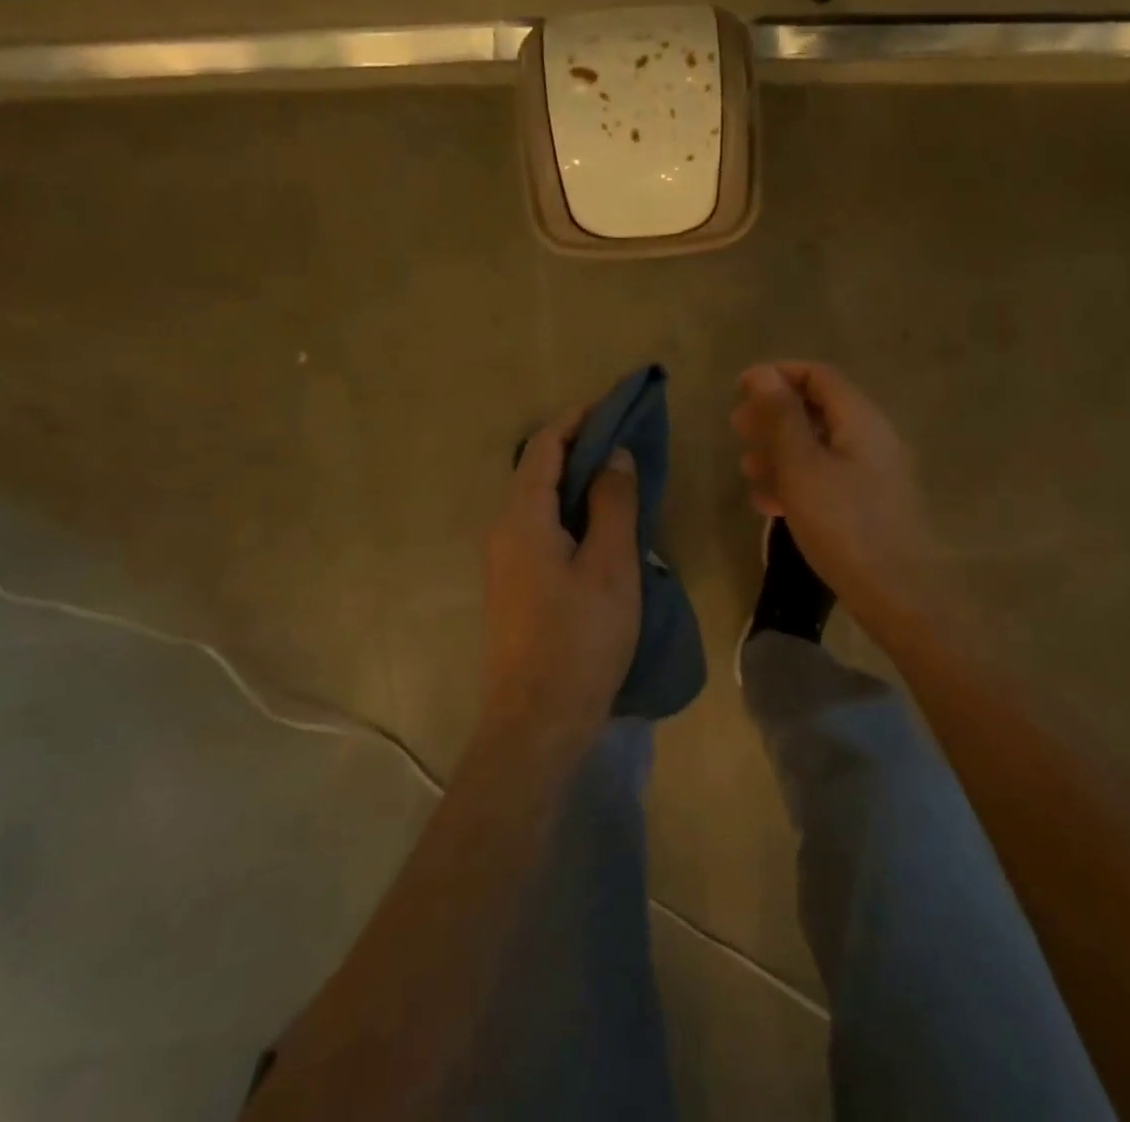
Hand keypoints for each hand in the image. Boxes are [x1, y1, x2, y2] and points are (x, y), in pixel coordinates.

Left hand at [481, 405, 640, 751]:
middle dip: (580, 450)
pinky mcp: (513, 588)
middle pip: (539, 472)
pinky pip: (541, 531)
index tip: (613, 406)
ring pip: (541, 504)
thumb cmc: (579, 639)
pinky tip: (601, 531)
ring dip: (577, 485)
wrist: (535, 723)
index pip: (545, 446)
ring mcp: (503, 562)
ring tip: (621, 483)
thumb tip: (614, 455)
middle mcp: (503, 530)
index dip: (577, 420)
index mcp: (522, 517)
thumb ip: (613, 503)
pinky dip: (571, 515)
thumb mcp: (610, 565)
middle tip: (626, 444)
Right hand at [732, 362, 944, 631]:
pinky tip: (770, 504)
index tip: (739, 389)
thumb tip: (763, 373)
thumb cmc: (843, 524)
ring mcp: (871, 473)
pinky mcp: (866, 503)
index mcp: (860, 420)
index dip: (777, 374)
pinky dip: (796, 480)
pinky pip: (826, 477)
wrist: (894, 595)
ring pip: (817, 446)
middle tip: (737, 430)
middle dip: (773, 416)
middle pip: (816, 409)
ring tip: (748, 471)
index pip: (818, 376)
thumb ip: (781, 417)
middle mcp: (870, 438)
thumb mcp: (801, 466)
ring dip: (779, 452)